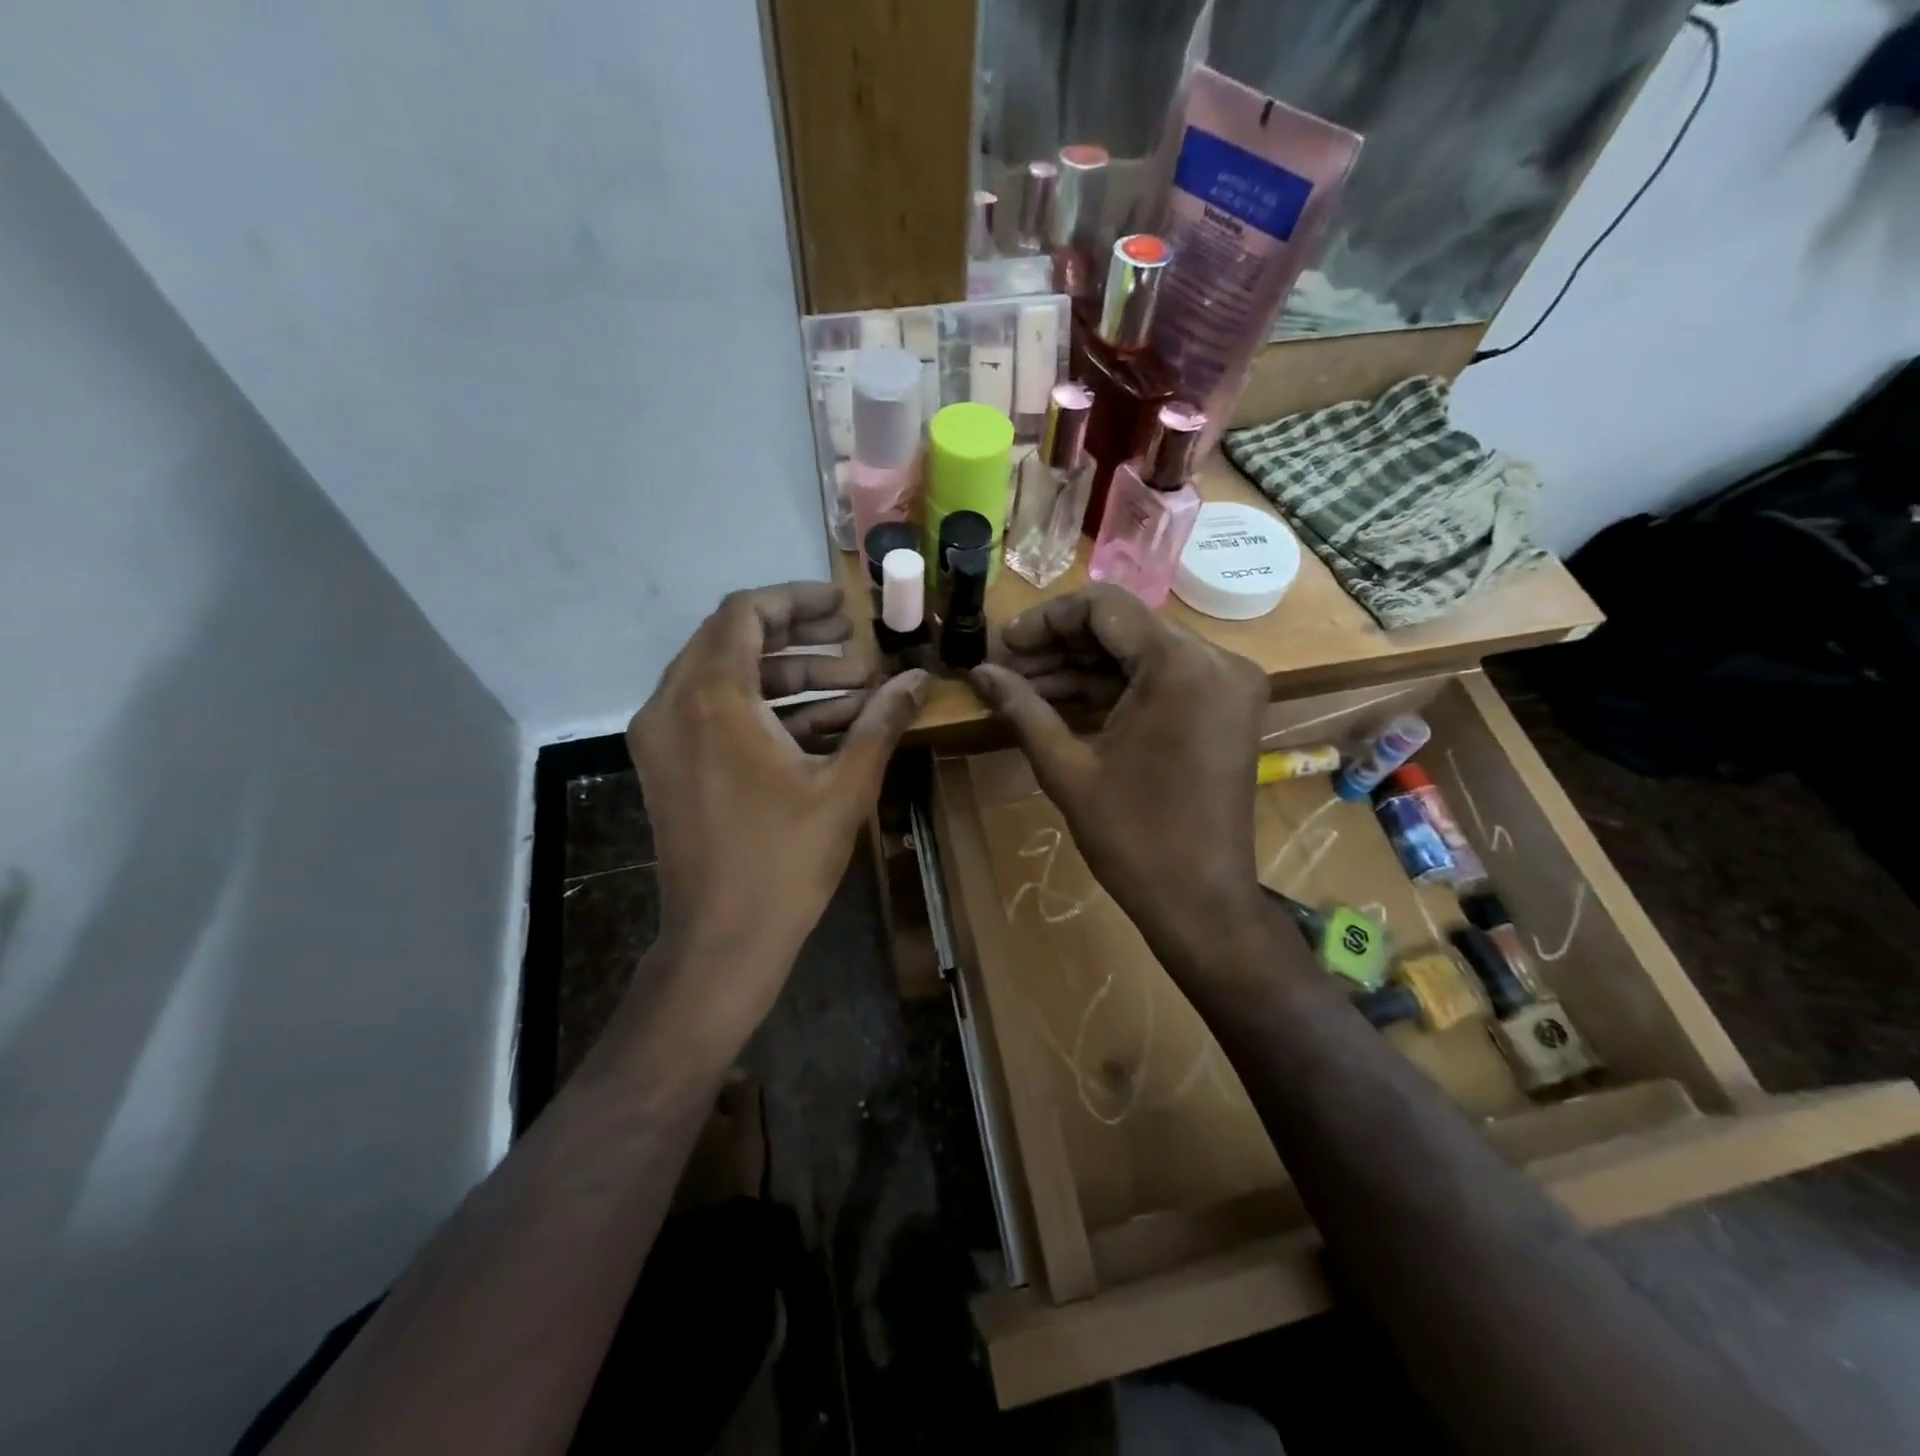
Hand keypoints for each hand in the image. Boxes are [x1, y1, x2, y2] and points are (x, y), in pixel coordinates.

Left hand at [627, 583, 926, 1035]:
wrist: (721, 941)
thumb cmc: (783, 860)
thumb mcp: (844, 785)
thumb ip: (881, 722)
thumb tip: (919, 680)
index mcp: (711, 697)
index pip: (745, 613)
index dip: (797, 601)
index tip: (843, 609)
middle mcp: (673, 704)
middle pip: (734, 641)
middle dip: (801, 640)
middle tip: (856, 646)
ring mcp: (663, 737)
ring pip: (727, 679)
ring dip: (789, 678)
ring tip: (855, 688)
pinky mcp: (669, 765)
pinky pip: (716, 714)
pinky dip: (766, 711)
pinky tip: (824, 724)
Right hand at [969, 585, 1270, 970]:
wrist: (1202, 902)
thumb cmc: (1134, 838)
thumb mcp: (1068, 769)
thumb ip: (1022, 708)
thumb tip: (978, 672)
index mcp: (1180, 666)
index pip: (1104, 607)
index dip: (1046, 619)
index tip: (1004, 645)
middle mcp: (1215, 660)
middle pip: (1124, 627)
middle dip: (1061, 645)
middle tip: (1009, 670)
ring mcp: (1227, 684)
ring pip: (1141, 652)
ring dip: (1084, 667)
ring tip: (1025, 689)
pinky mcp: (1225, 708)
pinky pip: (1162, 678)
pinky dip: (1115, 687)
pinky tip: (1063, 702)